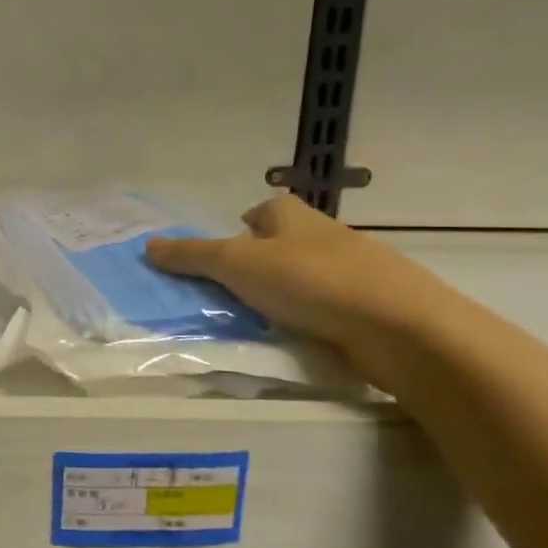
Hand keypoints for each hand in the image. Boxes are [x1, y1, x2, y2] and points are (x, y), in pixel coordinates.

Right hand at [145, 194, 460, 384]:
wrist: (400, 327)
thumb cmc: (309, 281)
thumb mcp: (236, 264)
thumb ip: (192, 256)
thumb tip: (147, 245)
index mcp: (293, 216)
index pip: (264, 210)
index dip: (243, 227)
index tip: (224, 254)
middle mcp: (325, 236)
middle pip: (285, 243)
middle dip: (260, 263)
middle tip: (230, 292)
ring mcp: (354, 273)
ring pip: (308, 277)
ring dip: (285, 294)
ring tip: (258, 319)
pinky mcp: (372, 309)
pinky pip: (329, 308)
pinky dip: (311, 318)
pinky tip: (297, 337)